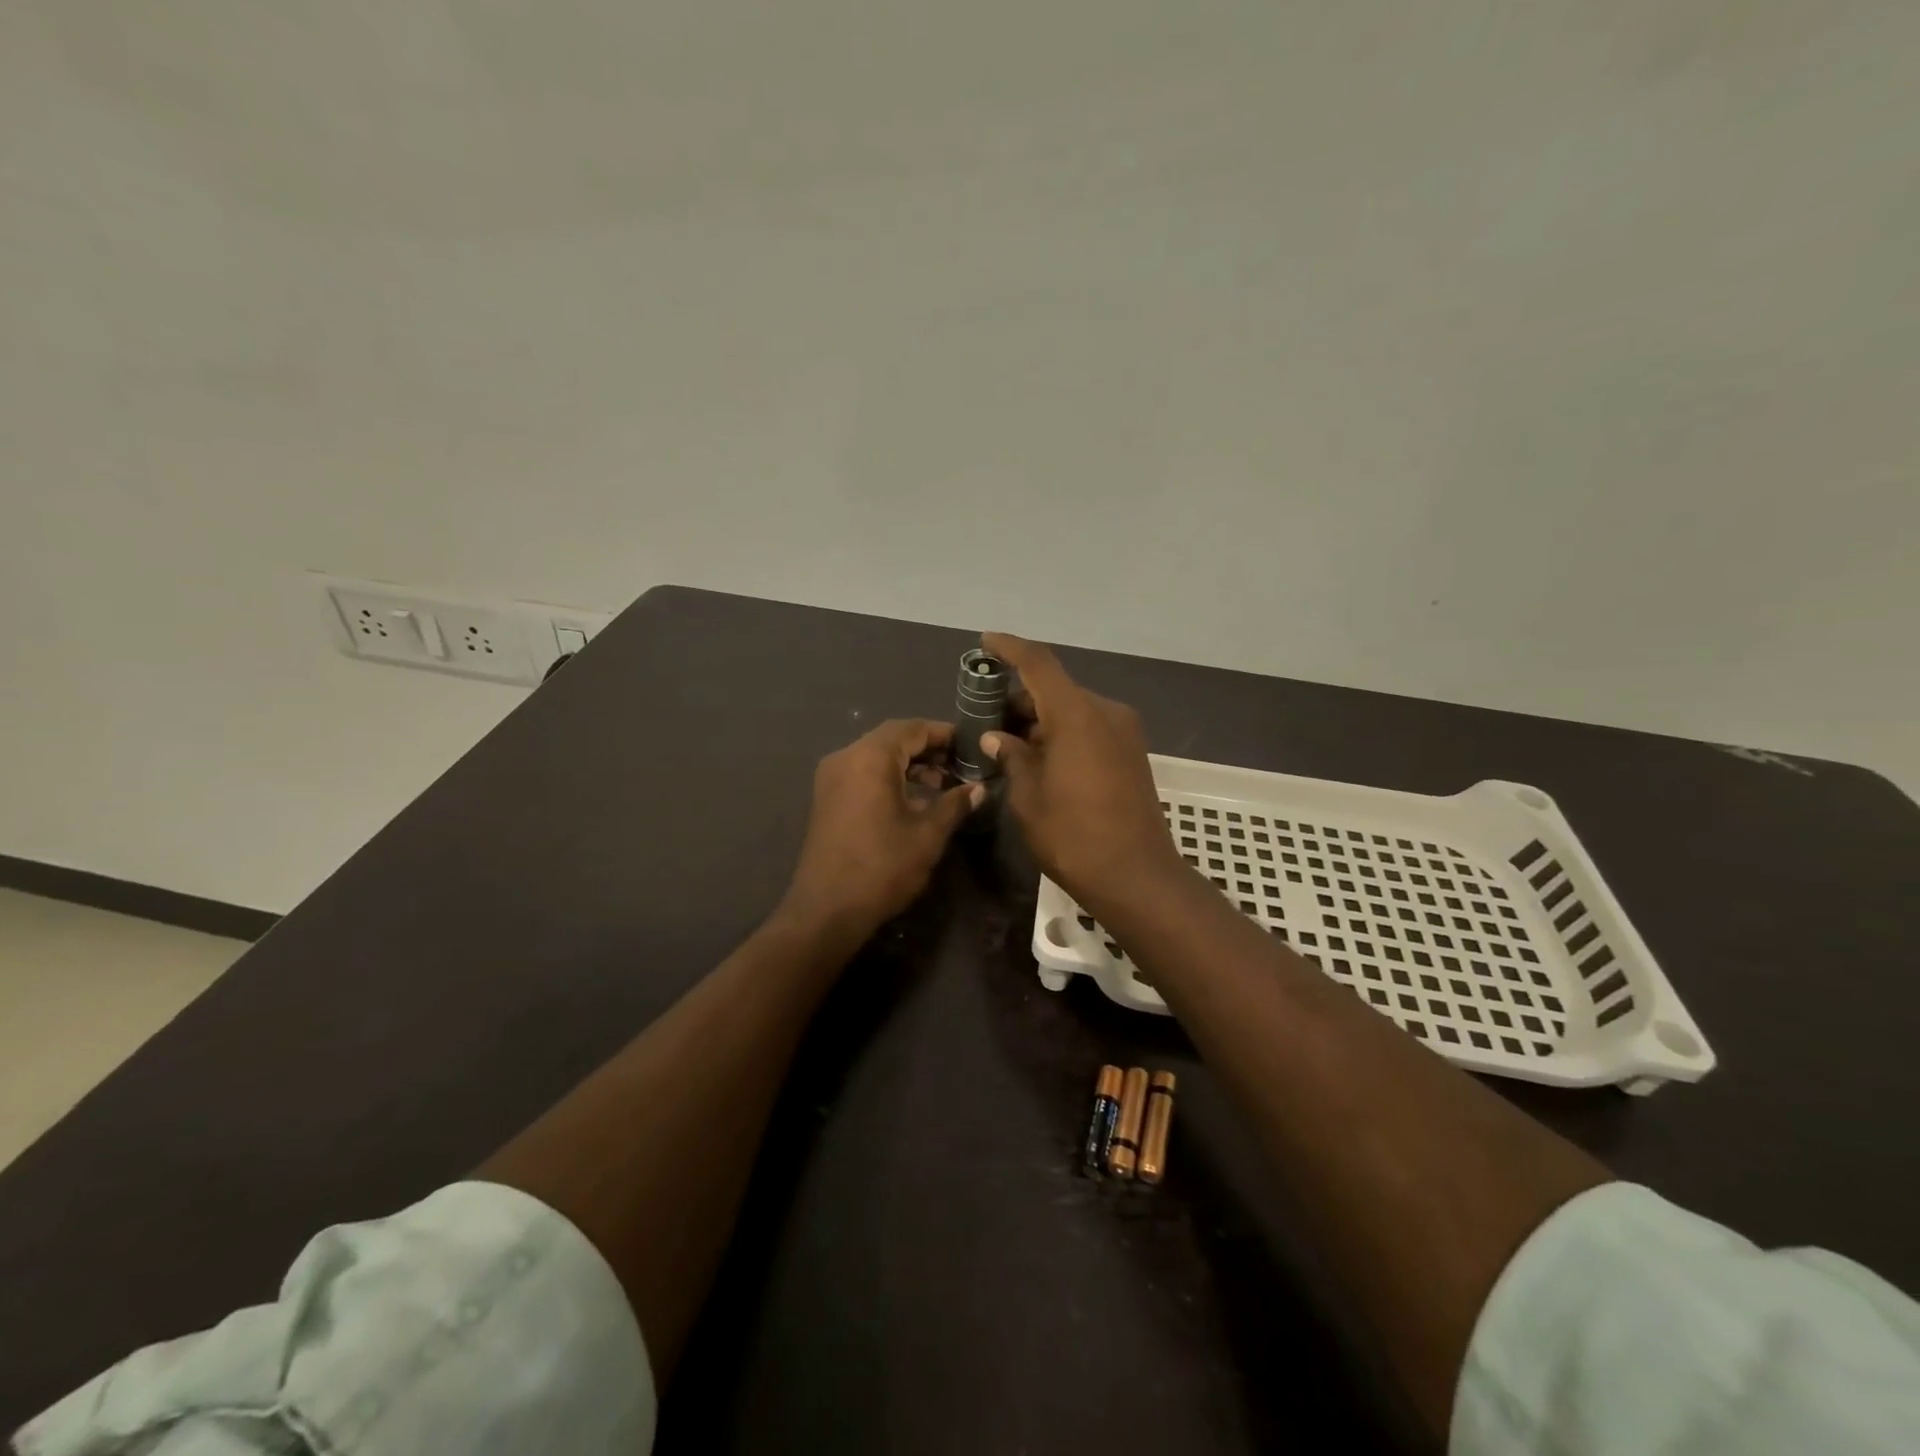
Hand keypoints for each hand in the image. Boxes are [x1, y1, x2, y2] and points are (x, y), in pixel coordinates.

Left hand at [778, 719, 982, 938]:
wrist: (827, 910)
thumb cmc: (882, 867)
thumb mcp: (928, 835)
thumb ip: (954, 804)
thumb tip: (978, 788)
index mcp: (870, 757)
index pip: (913, 728)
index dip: (944, 734)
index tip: (971, 745)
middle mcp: (846, 757)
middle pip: (892, 738)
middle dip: (928, 748)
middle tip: (960, 764)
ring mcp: (831, 778)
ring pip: (876, 756)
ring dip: (909, 764)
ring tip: (942, 783)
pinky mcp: (827, 799)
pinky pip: (862, 773)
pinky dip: (889, 777)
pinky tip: (913, 799)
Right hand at [978, 633, 1183, 907]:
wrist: (1137, 877)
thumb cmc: (1073, 836)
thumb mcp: (1028, 797)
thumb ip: (1011, 756)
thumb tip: (997, 737)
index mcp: (1077, 714)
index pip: (1038, 664)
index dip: (1010, 649)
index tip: (985, 642)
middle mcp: (1105, 712)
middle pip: (1055, 688)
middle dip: (1019, 698)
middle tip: (985, 718)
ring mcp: (1124, 732)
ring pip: (1072, 709)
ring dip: (1040, 718)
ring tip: (1007, 742)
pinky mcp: (1131, 753)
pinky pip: (1089, 727)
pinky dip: (1062, 732)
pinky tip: (1038, 756)